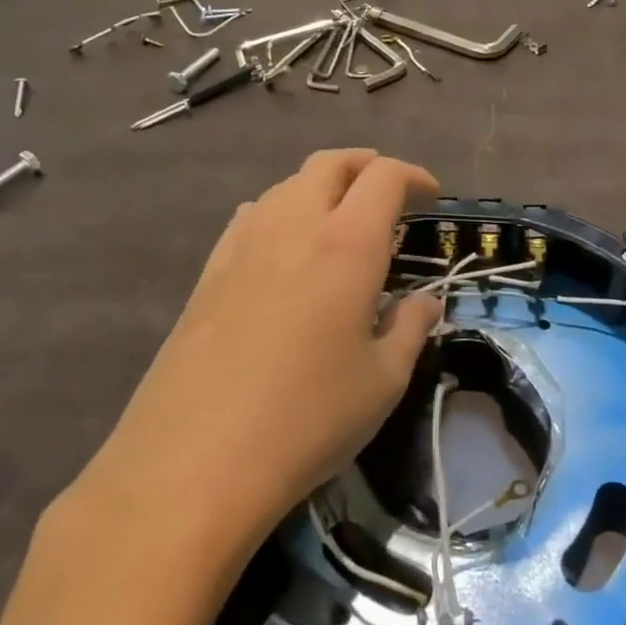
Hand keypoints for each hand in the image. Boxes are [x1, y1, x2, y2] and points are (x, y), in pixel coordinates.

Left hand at [68, 149, 441, 558]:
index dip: (414, 176)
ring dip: (322, 188)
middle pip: (329, 163)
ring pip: (286, 185)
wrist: (195, 461)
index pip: (384, 177)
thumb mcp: (382, 381)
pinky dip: (281, 213)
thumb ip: (409, 328)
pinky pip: (252, 216)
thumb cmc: (308, 418)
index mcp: (346, 243)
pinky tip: (286, 252)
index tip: (431, 198)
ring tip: (341, 223)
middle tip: (389, 194)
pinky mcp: (208, 271)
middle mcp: (292, 225)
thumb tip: (425, 303)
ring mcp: (242, 244)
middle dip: (366, 165)